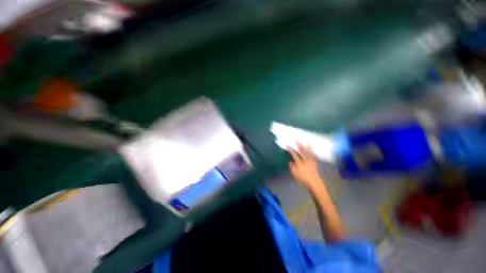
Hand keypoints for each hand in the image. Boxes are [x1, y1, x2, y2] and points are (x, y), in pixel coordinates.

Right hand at [288, 143, 324, 191]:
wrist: (314, 182)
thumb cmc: (303, 179)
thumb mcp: (295, 174)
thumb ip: (292, 167)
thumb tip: (289, 161)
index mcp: (299, 163)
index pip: (294, 155)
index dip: (291, 150)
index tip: (287, 145)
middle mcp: (305, 160)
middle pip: (301, 151)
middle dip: (298, 145)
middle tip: (296, 139)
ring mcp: (310, 160)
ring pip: (308, 151)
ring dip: (305, 146)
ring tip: (304, 141)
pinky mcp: (314, 162)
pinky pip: (313, 154)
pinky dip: (312, 150)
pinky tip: (311, 147)